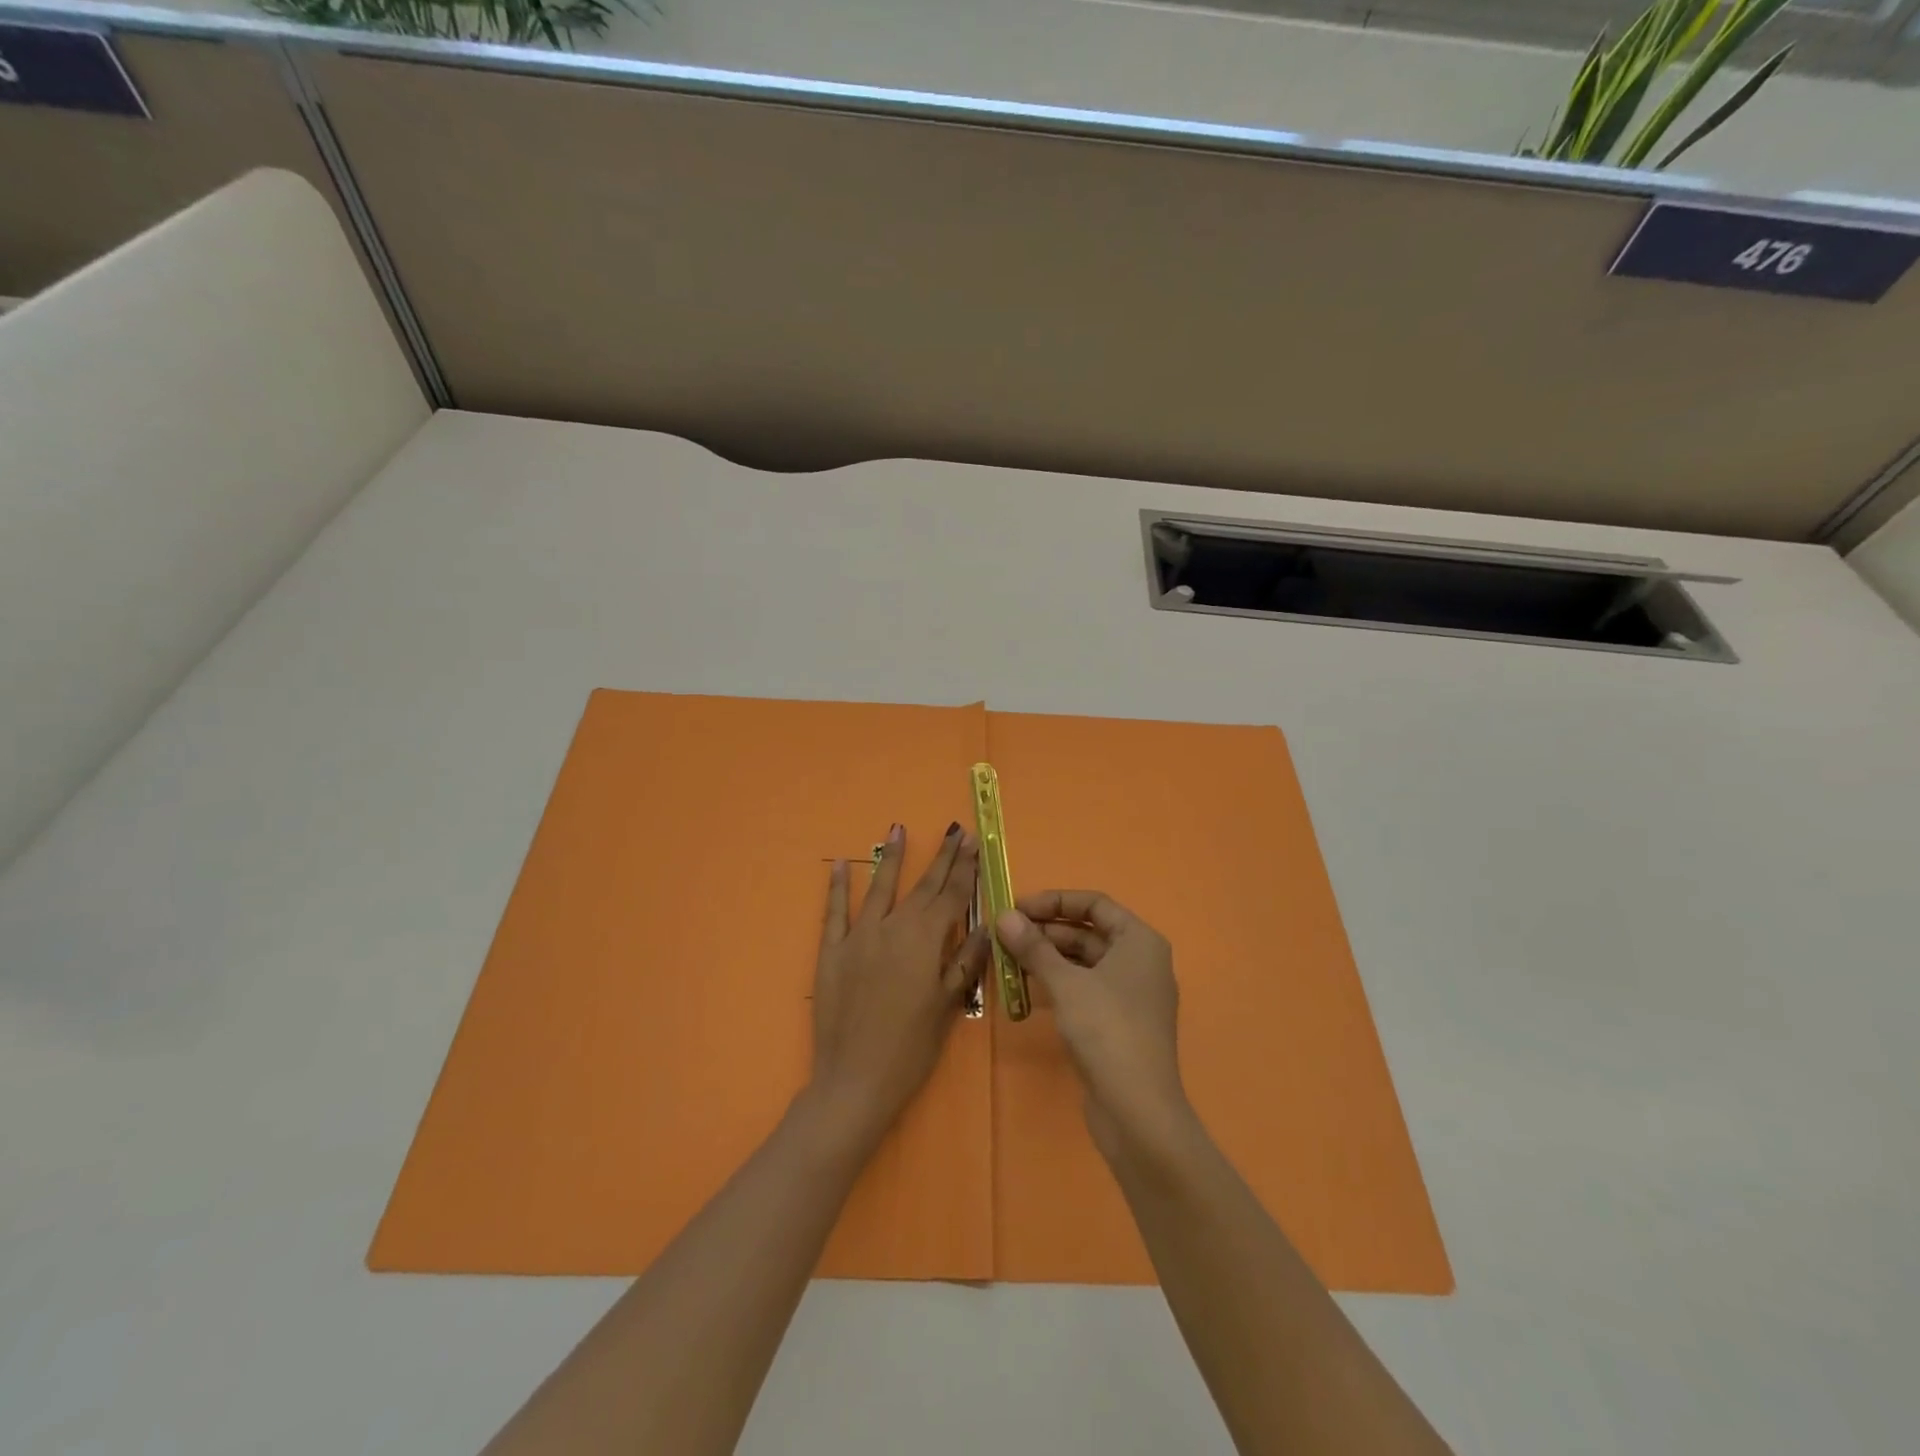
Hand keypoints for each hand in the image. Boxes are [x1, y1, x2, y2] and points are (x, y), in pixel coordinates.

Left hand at [808, 823, 987, 1147]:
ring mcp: (858, 936)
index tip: (973, 841)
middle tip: (953, 830)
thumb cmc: (910, 1048)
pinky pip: (834, 912)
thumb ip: (965, 961)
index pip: (951, 896)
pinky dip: (836, 887)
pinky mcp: (831, 951)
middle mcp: (893, 927)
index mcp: (925, 940)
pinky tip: (838, 865)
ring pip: (879, 888)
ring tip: (898, 828)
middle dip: (941, 857)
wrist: (855, 1080)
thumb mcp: (948, 1006)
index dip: (964, 868)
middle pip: (922, 886)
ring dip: (891, 858)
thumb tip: (984, 926)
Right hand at [994, 891, 1191, 1159]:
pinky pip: (1085, 989)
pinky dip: (1058, 983)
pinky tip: (1027, 988)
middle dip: (1046, 931)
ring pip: (1084, 962)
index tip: (1018, 908)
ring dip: (1048, 958)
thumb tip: (1004, 916)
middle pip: (1089, 932)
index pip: (1095, 904)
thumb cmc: (1107, 1030)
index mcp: (1140, 941)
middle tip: (1005, 935)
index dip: (1055, 901)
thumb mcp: (1065, 983)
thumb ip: (1034, 947)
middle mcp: (1140, 961)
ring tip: (1009, 959)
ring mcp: (1131, 994)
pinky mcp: (1119, 1023)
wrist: (1138, 1110)